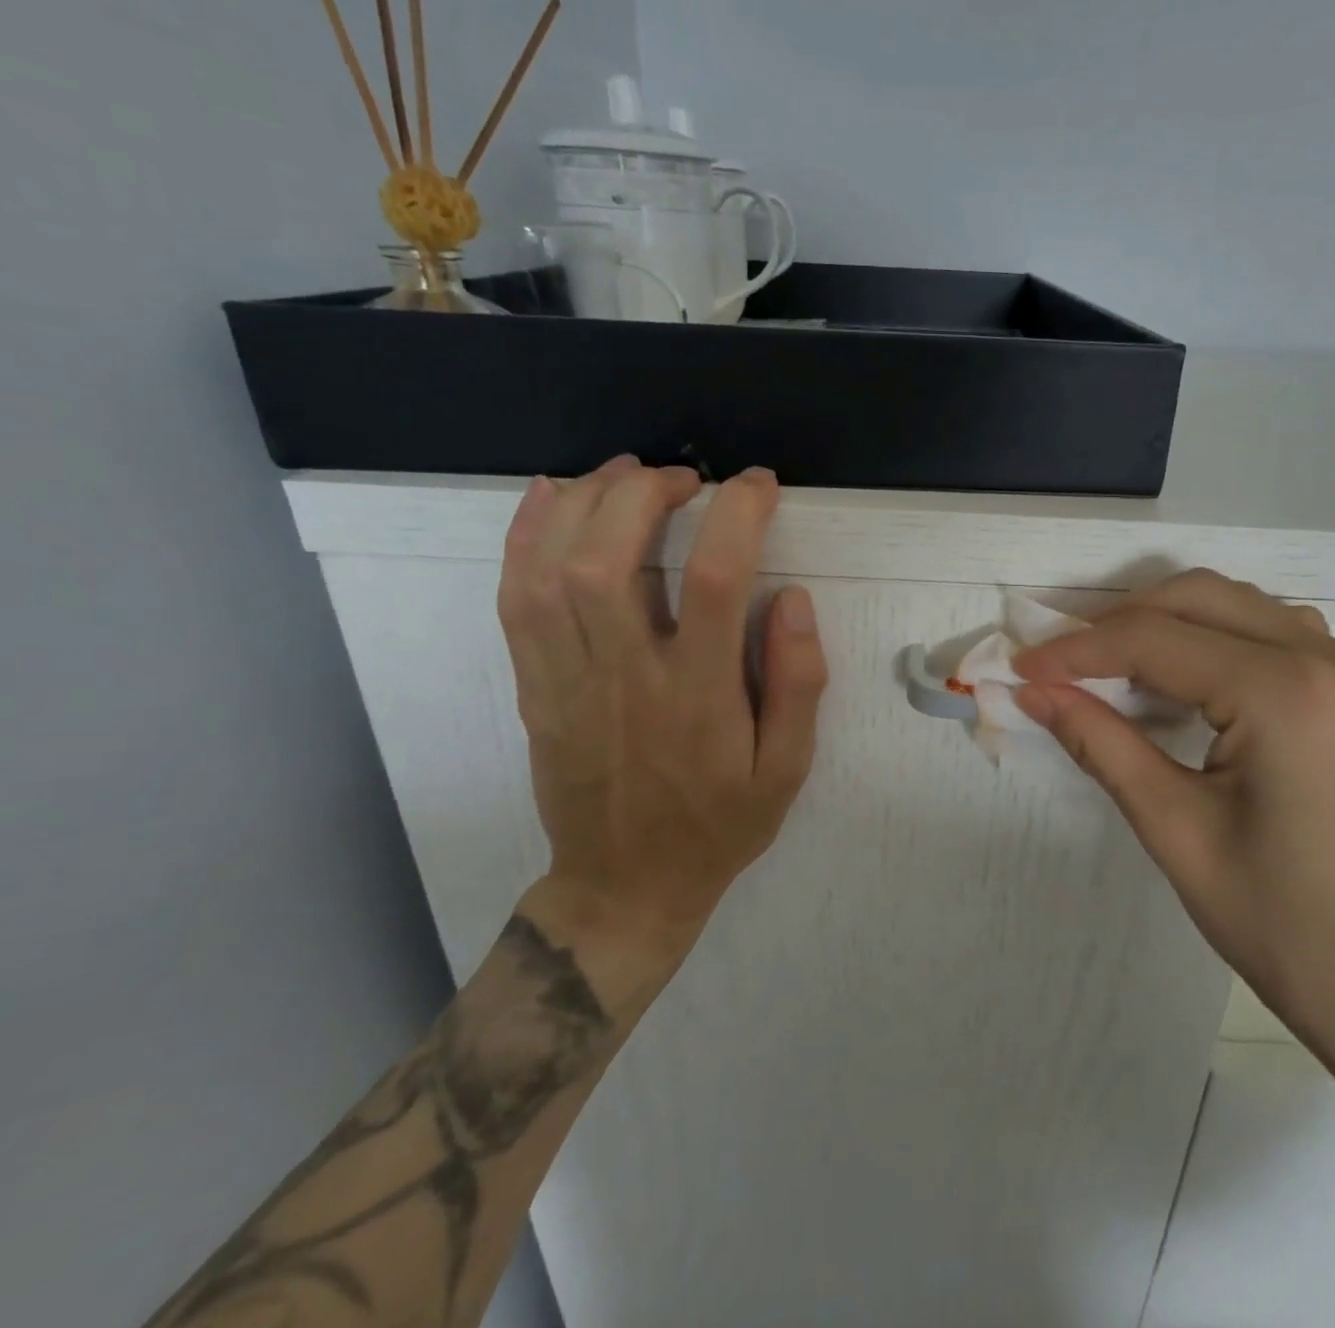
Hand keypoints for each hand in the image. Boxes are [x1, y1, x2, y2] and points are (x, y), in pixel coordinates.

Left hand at [495, 459, 827, 1006]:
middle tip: (685, 476)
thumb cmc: (719, 825)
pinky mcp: (534, 687)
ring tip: (625, 472)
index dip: (738, 515)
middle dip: (646, 495)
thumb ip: (798, 683)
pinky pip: (513, 600)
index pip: (718, 582)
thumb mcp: (787, 769)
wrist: (625, 886)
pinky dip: (525, 537)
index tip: (758, 485)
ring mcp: (568, 681)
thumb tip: (794, 597)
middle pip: (612, 560)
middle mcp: (626, 678)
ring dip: (585, 503)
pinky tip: (550, 498)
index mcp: (699, 698)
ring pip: (550, 572)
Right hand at [1013, 569, 1334, 1090]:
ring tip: (1112, 667)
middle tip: (1061, 664)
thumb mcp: (1176, 831)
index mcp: (1286, 693)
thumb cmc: (1286, 929)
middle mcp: (1329, 658)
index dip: (1077, 650)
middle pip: (1198, 598)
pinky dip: (1216, 638)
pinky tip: (1188, 680)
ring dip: (1168, 623)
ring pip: (1238, 606)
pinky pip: (1275, 632)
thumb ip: (1101, 743)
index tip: (1022, 667)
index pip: (1155, 641)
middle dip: (1119, 623)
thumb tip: (1034, 691)